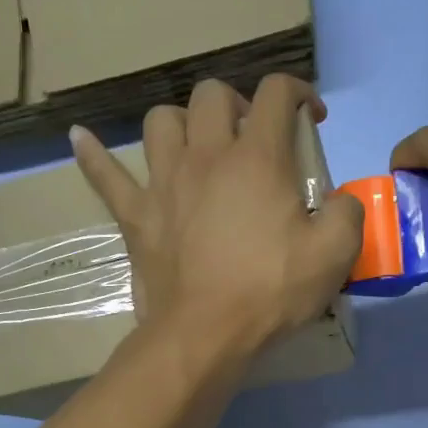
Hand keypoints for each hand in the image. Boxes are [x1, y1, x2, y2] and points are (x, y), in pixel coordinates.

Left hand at [72, 76, 363, 358]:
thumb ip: (347, 212)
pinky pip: (105, 175)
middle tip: (253, 138)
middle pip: (213, 96)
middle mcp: (206, 155)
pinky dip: (92, 155)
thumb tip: (338, 200)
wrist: (205, 335)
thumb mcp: (335, 254)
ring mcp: (164, 182)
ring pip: (162, 122)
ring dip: (183, 123)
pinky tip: (80, 137)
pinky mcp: (136, 215)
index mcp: (257, 158)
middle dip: (238, 105)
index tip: (312, 118)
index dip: (300, 92)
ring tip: (197, 146)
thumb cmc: (270, 291)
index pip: (278, 93)